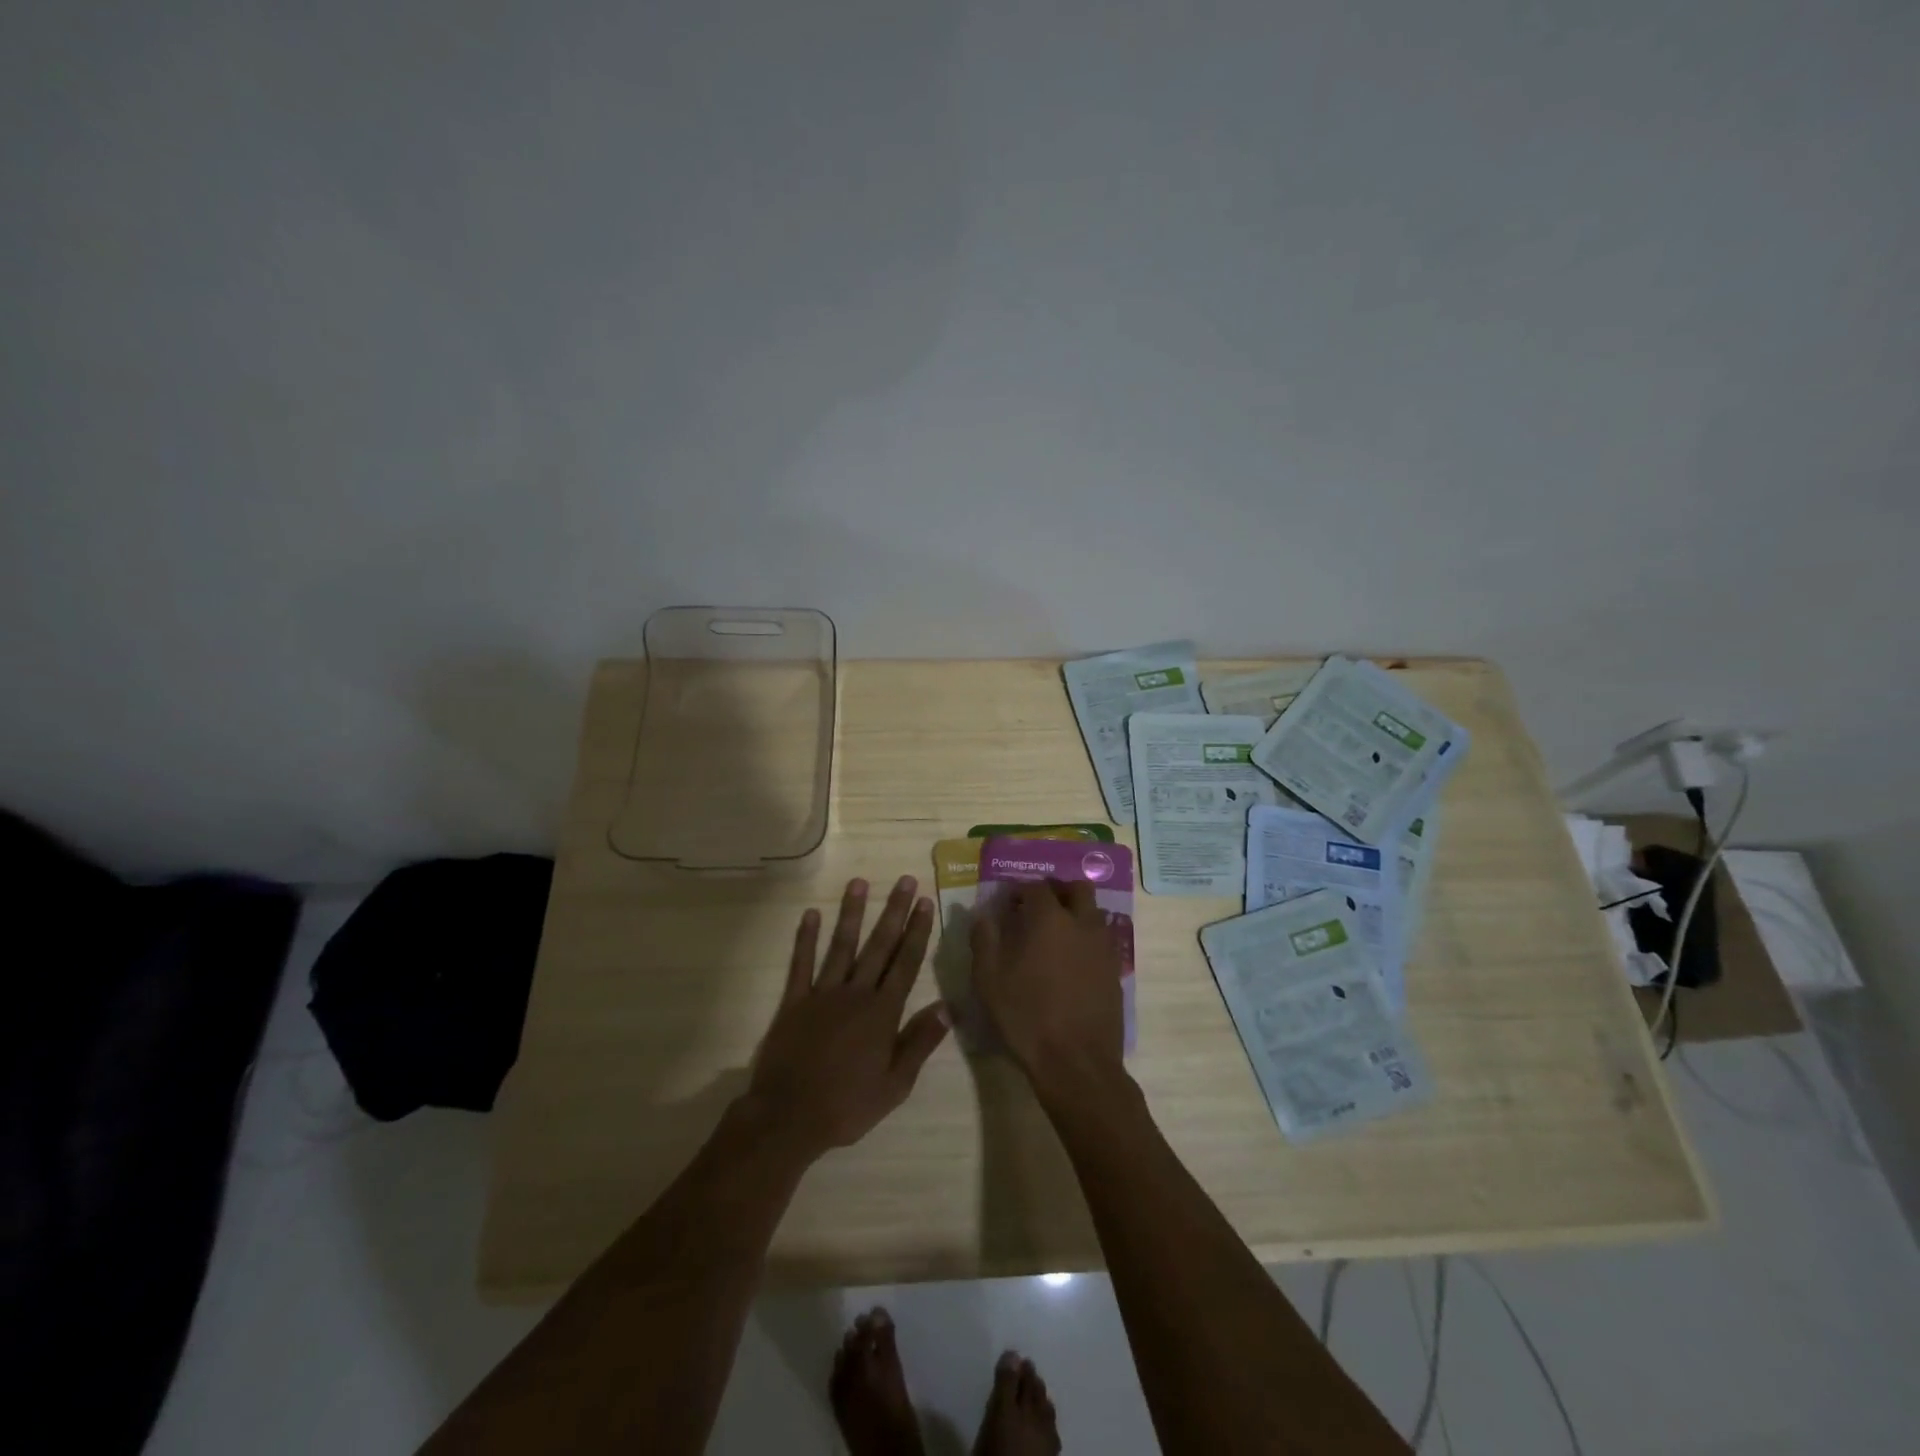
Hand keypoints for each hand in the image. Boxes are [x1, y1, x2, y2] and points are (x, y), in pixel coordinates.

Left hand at [744, 876, 951, 1161]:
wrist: (788, 1117)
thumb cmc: (847, 1105)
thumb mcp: (895, 1084)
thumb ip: (920, 1042)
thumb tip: (947, 1007)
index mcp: (882, 1013)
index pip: (906, 963)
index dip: (917, 932)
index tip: (925, 903)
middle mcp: (856, 994)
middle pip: (879, 946)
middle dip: (894, 911)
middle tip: (905, 881)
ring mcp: (822, 994)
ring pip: (842, 946)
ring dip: (852, 914)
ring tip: (860, 883)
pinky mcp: (794, 1002)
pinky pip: (801, 964)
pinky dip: (806, 938)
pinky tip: (811, 914)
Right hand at [970, 879, 1125, 1093]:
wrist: (1076, 1062)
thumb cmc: (1026, 1016)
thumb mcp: (989, 979)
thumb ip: (984, 939)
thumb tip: (983, 915)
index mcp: (1049, 919)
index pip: (1036, 886)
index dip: (1020, 890)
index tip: (1008, 903)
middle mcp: (1082, 923)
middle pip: (1077, 889)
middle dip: (1057, 890)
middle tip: (1037, 907)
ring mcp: (1103, 946)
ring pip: (1093, 912)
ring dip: (1075, 912)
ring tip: (1054, 934)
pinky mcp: (1115, 970)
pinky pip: (1101, 939)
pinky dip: (1086, 938)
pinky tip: (1070, 962)